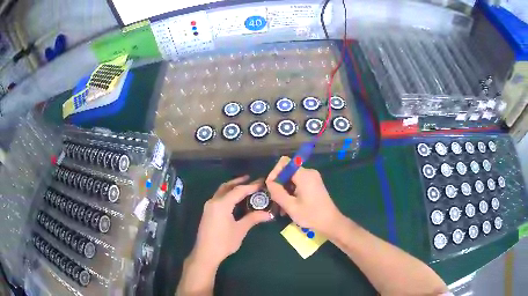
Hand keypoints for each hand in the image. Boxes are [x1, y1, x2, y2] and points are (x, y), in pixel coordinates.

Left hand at [191, 176, 271, 267]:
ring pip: (221, 191)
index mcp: (222, 204)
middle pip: (227, 186)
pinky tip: (234, 199)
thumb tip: (269, 214)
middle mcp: (214, 201)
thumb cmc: (224, 242)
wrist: (205, 253)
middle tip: (251, 179)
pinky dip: (227, 194)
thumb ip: (253, 218)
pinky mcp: (208, 212)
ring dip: (232, 187)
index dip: (251, 186)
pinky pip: (218, 197)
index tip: (262, 182)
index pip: (238, 190)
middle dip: (239, 182)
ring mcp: (209, 206)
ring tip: (244, 187)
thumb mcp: (240, 230)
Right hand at [266, 156, 343, 236]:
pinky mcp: (314, 184)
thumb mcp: (290, 206)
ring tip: (281, 207)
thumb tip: (269, 182)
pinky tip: (289, 206)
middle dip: (279, 184)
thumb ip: (277, 192)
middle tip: (275, 200)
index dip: (275, 172)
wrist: (330, 222)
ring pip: (292, 179)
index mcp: (304, 175)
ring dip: (285, 191)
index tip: (271, 187)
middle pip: (287, 171)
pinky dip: (292, 192)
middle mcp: (309, 172)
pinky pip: (298, 183)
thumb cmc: (311, 215)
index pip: (284, 163)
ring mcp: (313, 178)